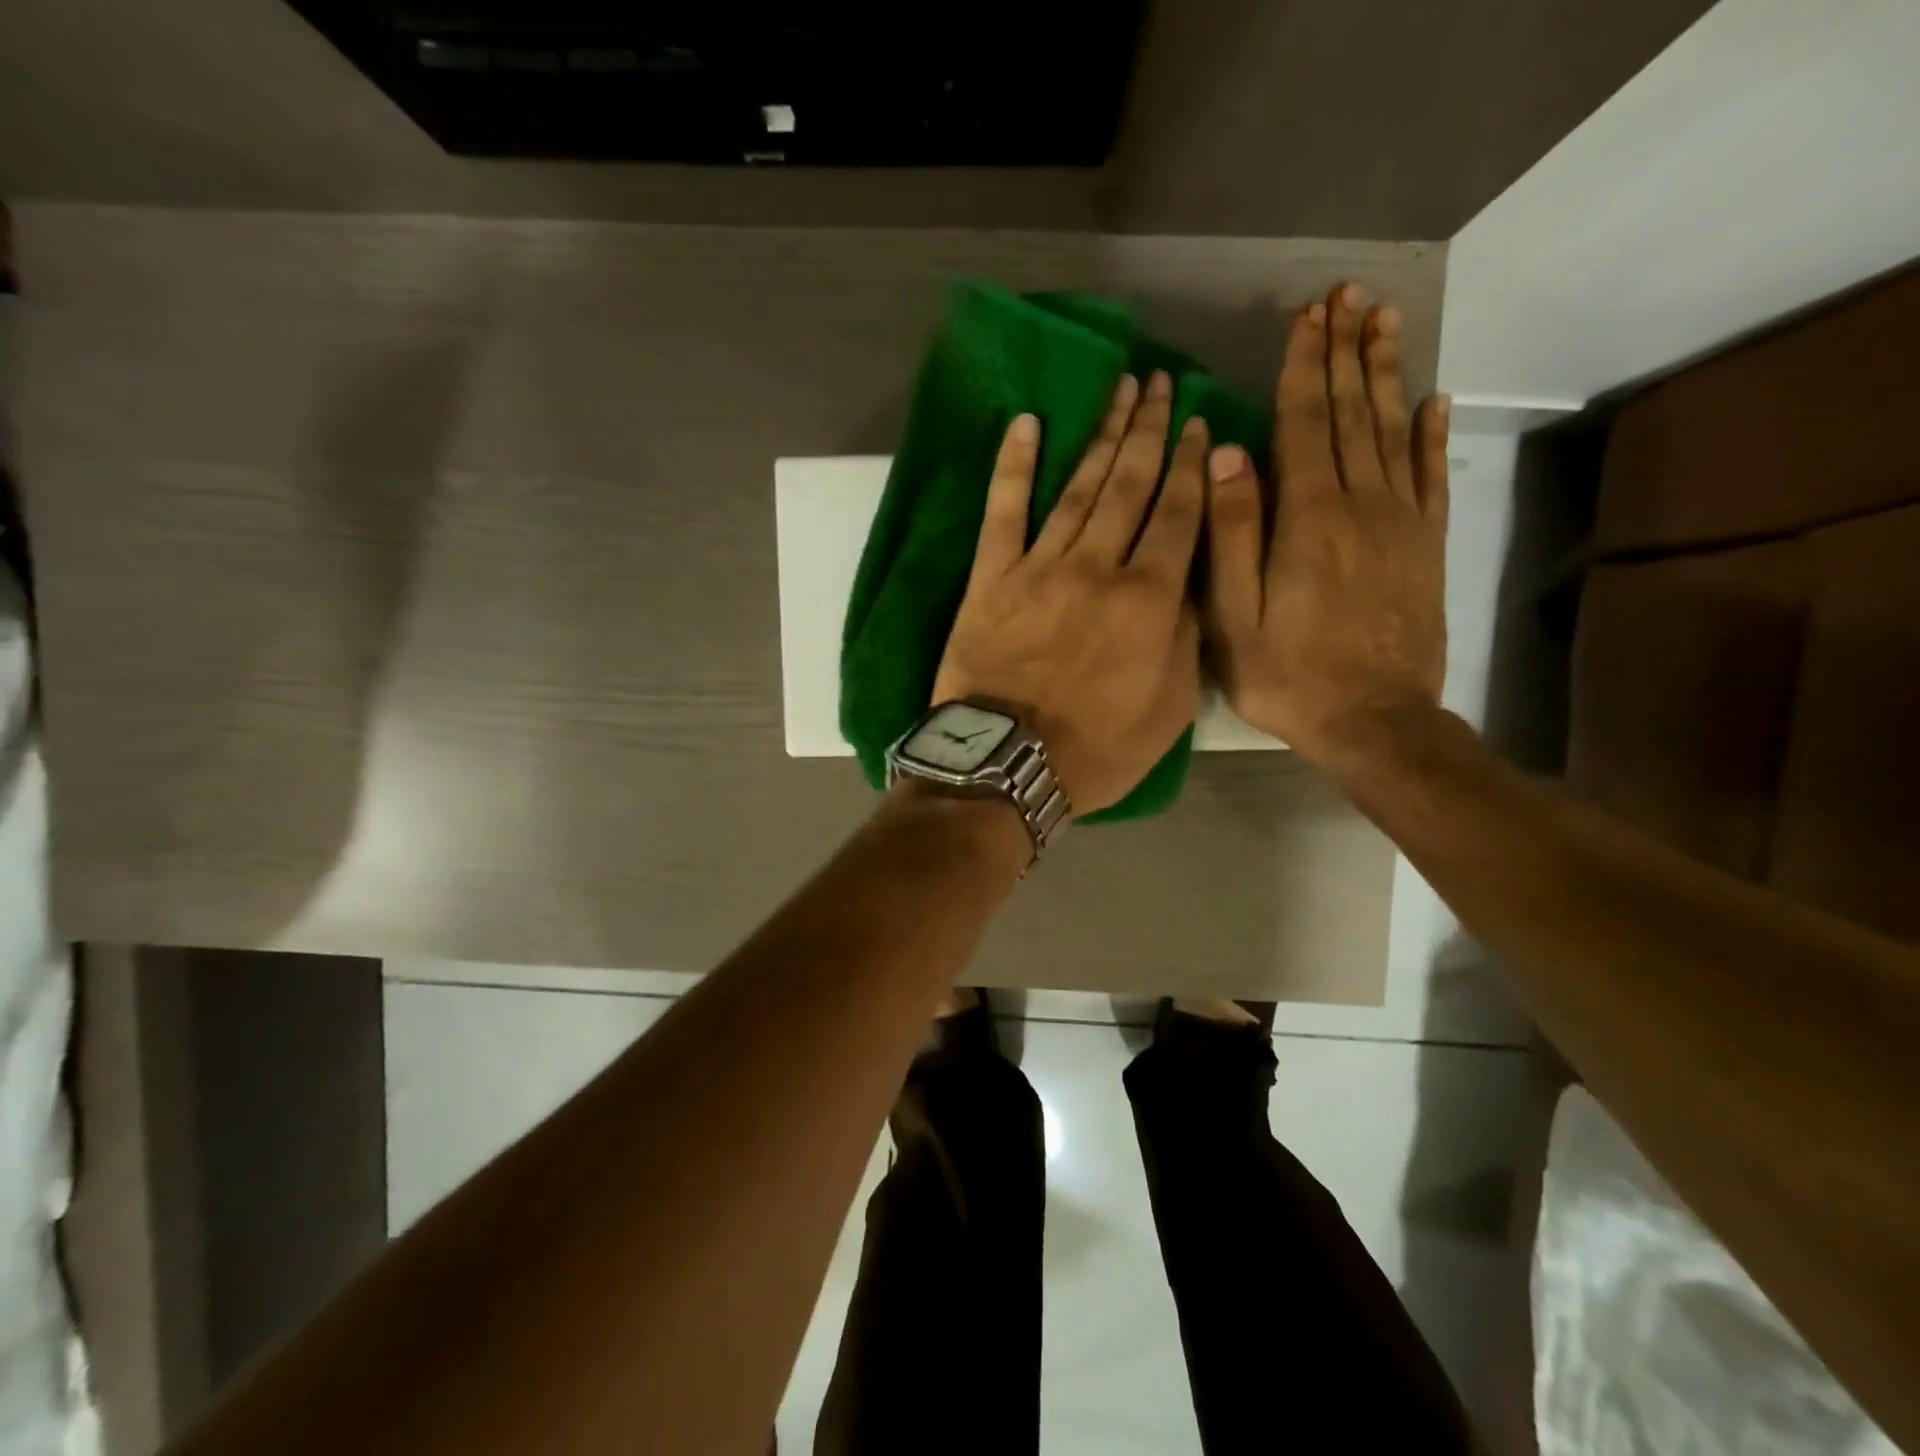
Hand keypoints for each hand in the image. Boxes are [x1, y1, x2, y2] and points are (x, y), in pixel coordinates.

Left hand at [933, 370, 1206, 814]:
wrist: (1006, 765)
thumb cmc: (1095, 750)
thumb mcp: (1169, 709)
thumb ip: (1184, 639)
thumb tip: (1187, 584)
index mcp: (1148, 598)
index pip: (1178, 514)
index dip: (1191, 464)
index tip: (1198, 422)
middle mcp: (1098, 567)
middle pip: (1130, 484)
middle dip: (1149, 430)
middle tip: (1159, 382)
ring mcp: (1040, 567)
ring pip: (1077, 487)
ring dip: (1101, 434)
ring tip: (1119, 390)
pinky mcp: (991, 578)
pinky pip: (1003, 511)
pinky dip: (1013, 465)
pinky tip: (1026, 424)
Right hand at [1203, 285, 1450, 765]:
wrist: (1376, 721)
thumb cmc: (1289, 676)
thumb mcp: (1235, 617)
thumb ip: (1230, 535)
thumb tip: (1228, 455)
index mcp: (1308, 519)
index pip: (1306, 423)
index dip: (1304, 366)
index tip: (1306, 316)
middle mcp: (1361, 505)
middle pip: (1352, 413)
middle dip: (1346, 351)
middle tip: (1346, 295)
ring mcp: (1401, 523)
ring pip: (1393, 431)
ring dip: (1385, 374)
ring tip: (1382, 320)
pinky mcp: (1426, 546)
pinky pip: (1432, 476)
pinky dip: (1432, 434)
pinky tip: (1432, 399)